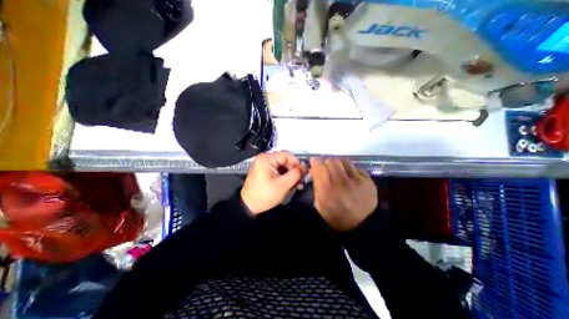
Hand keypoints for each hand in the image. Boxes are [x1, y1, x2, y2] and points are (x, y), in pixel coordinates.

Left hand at [241, 151, 309, 213]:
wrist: (249, 206)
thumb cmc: (265, 194)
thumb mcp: (283, 184)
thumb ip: (296, 174)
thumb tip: (306, 167)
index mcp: (267, 158)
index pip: (287, 155)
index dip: (297, 163)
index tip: (304, 173)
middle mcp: (265, 159)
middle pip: (285, 161)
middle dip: (294, 171)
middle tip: (302, 181)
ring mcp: (264, 166)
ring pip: (283, 168)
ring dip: (291, 176)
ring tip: (298, 185)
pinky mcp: (265, 173)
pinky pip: (278, 172)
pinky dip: (285, 178)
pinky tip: (291, 185)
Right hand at [311, 158, 376, 231]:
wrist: (361, 226)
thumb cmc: (336, 216)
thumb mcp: (319, 204)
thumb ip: (316, 185)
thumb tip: (314, 169)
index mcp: (328, 191)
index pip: (319, 167)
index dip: (315, 162)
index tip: (314, 162)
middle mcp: (342, 183)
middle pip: (332, 161)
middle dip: (326, 162)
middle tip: (326, 167)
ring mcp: (357, 181)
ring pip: (344, 161)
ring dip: (338, 164)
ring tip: (338, 170)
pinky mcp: (368, 181)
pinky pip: (355, 167)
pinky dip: (349, 170)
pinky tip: (349, 177)